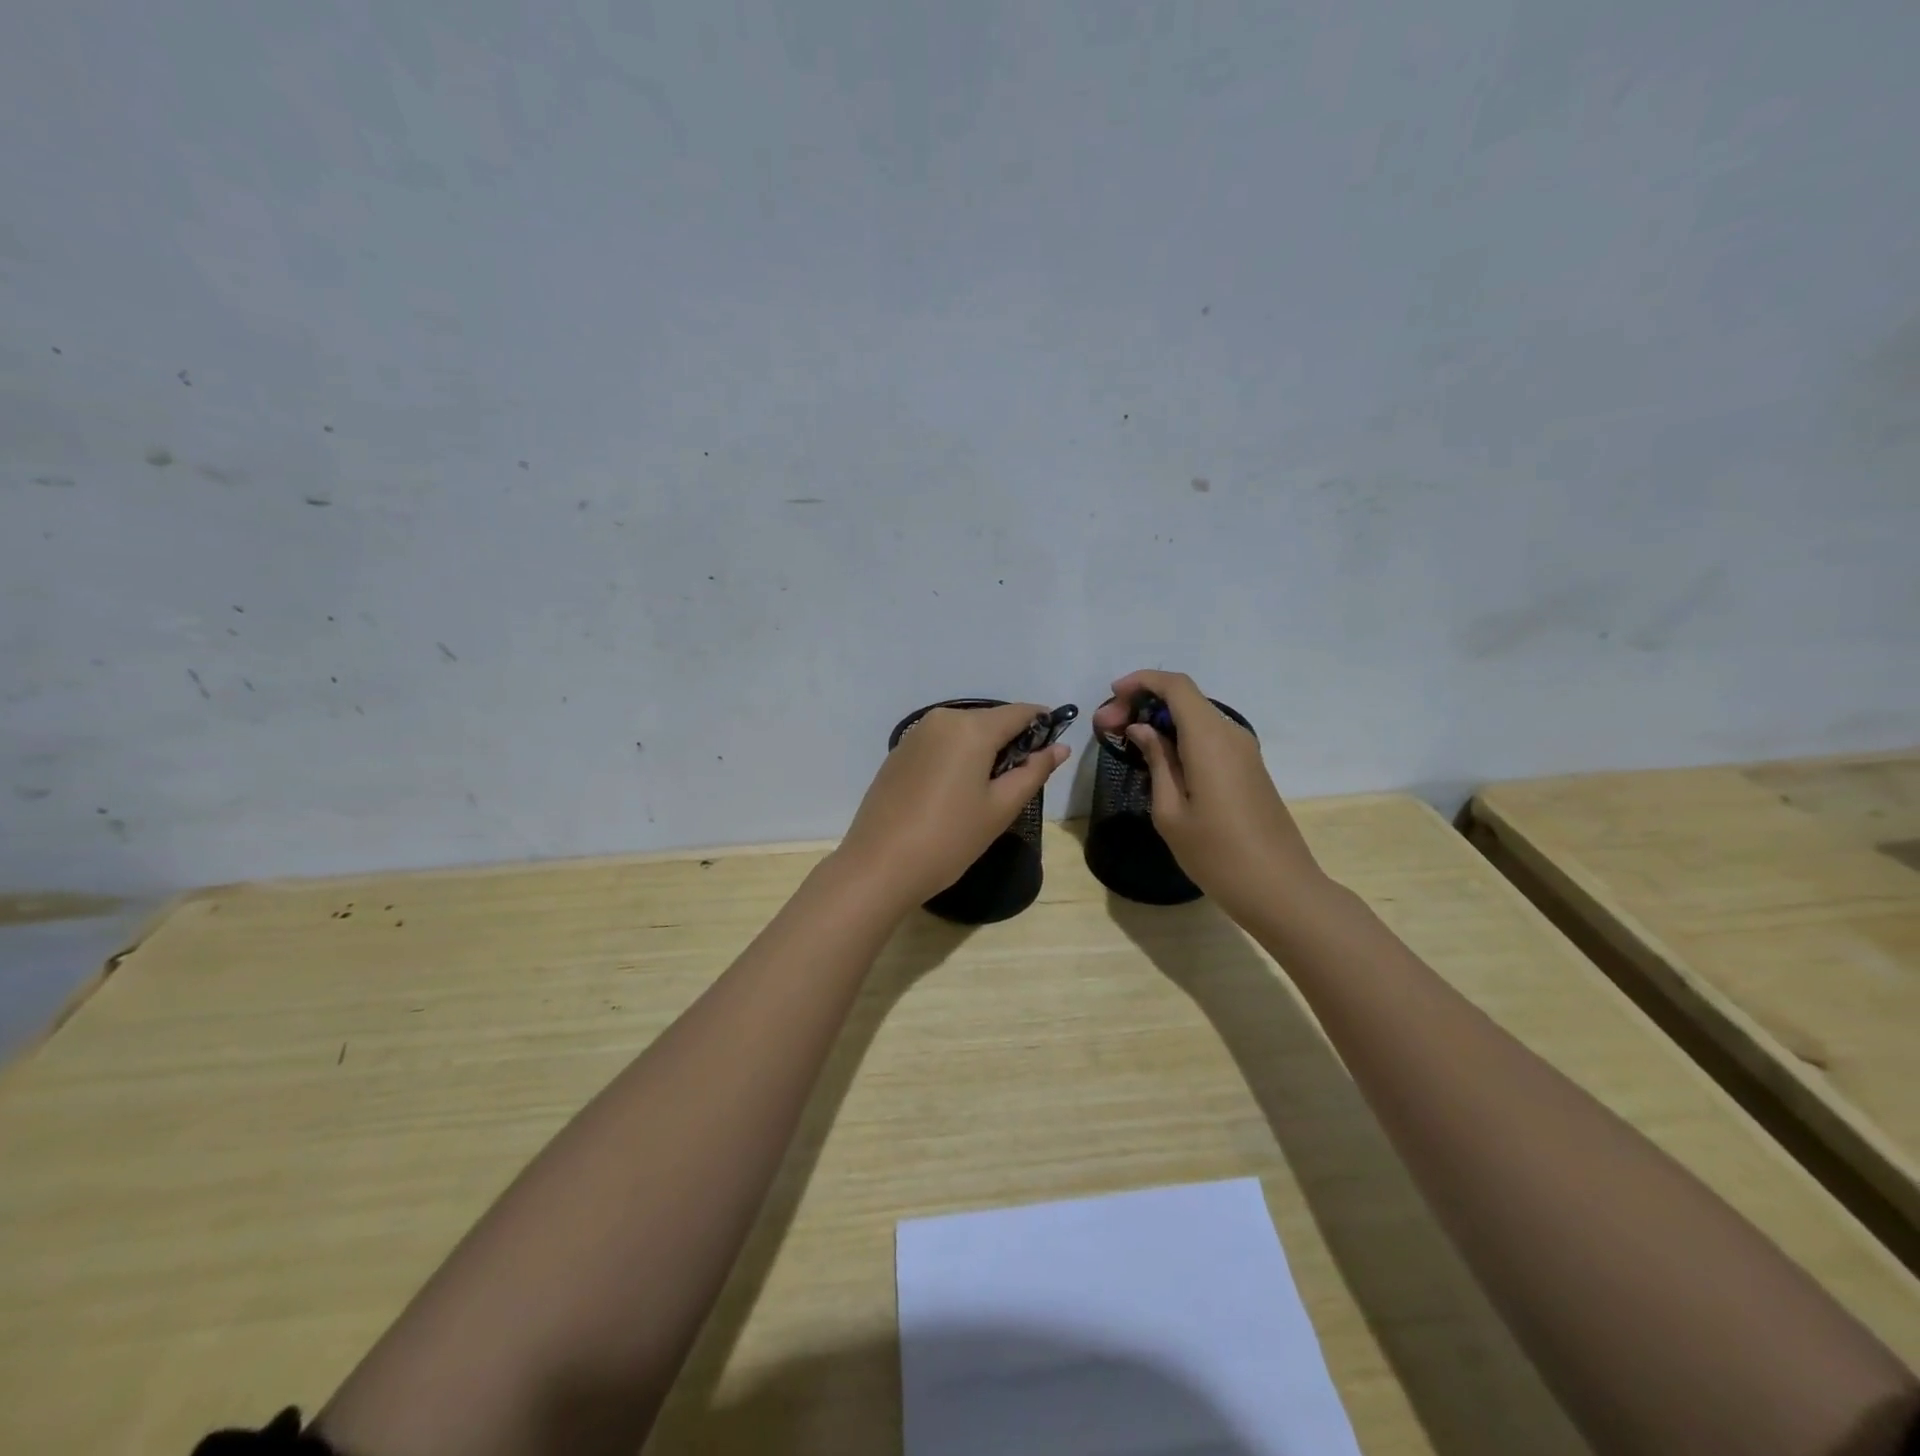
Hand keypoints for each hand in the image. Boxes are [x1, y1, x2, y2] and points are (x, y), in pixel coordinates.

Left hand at [836, 702, 1069, 911]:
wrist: (879, 865)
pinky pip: (940, 744)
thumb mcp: (1000, 808)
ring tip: (986, 793)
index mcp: (971, 728)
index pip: (1020, 712)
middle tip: (1020, 782)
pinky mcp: (898, 753)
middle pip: (990, 720)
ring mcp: (915, 734)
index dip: (1042, 725)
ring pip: (964, 732)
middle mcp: (942, 719)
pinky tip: (954, 794)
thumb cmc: (949, 838)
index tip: (1054, 748)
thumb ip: (1034, 772)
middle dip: (1011, 742)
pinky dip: (957, 758)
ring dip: (983, 751)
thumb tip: (1060, 747)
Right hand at [1091, 671, 1322, 923]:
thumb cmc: (1216, 853)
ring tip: (1127, 743)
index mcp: (1209, 739)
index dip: (1141, 682)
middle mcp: (1230, 734)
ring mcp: (1244, 751)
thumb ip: (1157, 761)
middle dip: (1144, 703)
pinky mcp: (1248, 768)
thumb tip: (1142, 729)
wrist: (1279, 888)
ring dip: (1161, 721)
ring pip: (1197, 717)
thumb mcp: (1170, 811)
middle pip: (1185, 698)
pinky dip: (1180, 736)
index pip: (1175, 686)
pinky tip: (1159, 760)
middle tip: (1109, 729)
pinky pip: (1209, 737)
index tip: (1111, 698)